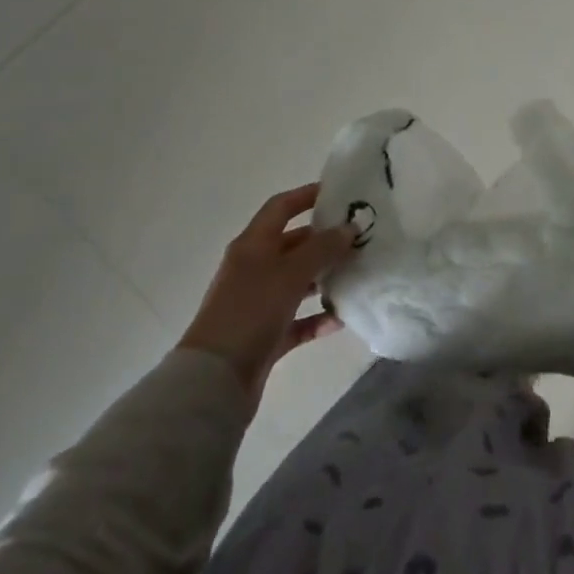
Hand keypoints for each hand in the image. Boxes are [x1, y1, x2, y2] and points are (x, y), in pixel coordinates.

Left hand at [178, 184, 355, 400]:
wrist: (214, 380)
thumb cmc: (252, 311)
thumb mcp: (291, 272)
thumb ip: (323, 247)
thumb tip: (349, 228)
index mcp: (253, 245)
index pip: (281, 207)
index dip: (307, 195)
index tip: (339, 193)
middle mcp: (254, 268)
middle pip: (292, 244)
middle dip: (324, 240)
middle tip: (359, 237)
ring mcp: (258, 303)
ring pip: (297, 281)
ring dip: (323, 278)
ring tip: (357, 274)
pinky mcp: (264, 335)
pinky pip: (297, 319)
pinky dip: (317, 317)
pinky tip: (340, 319)